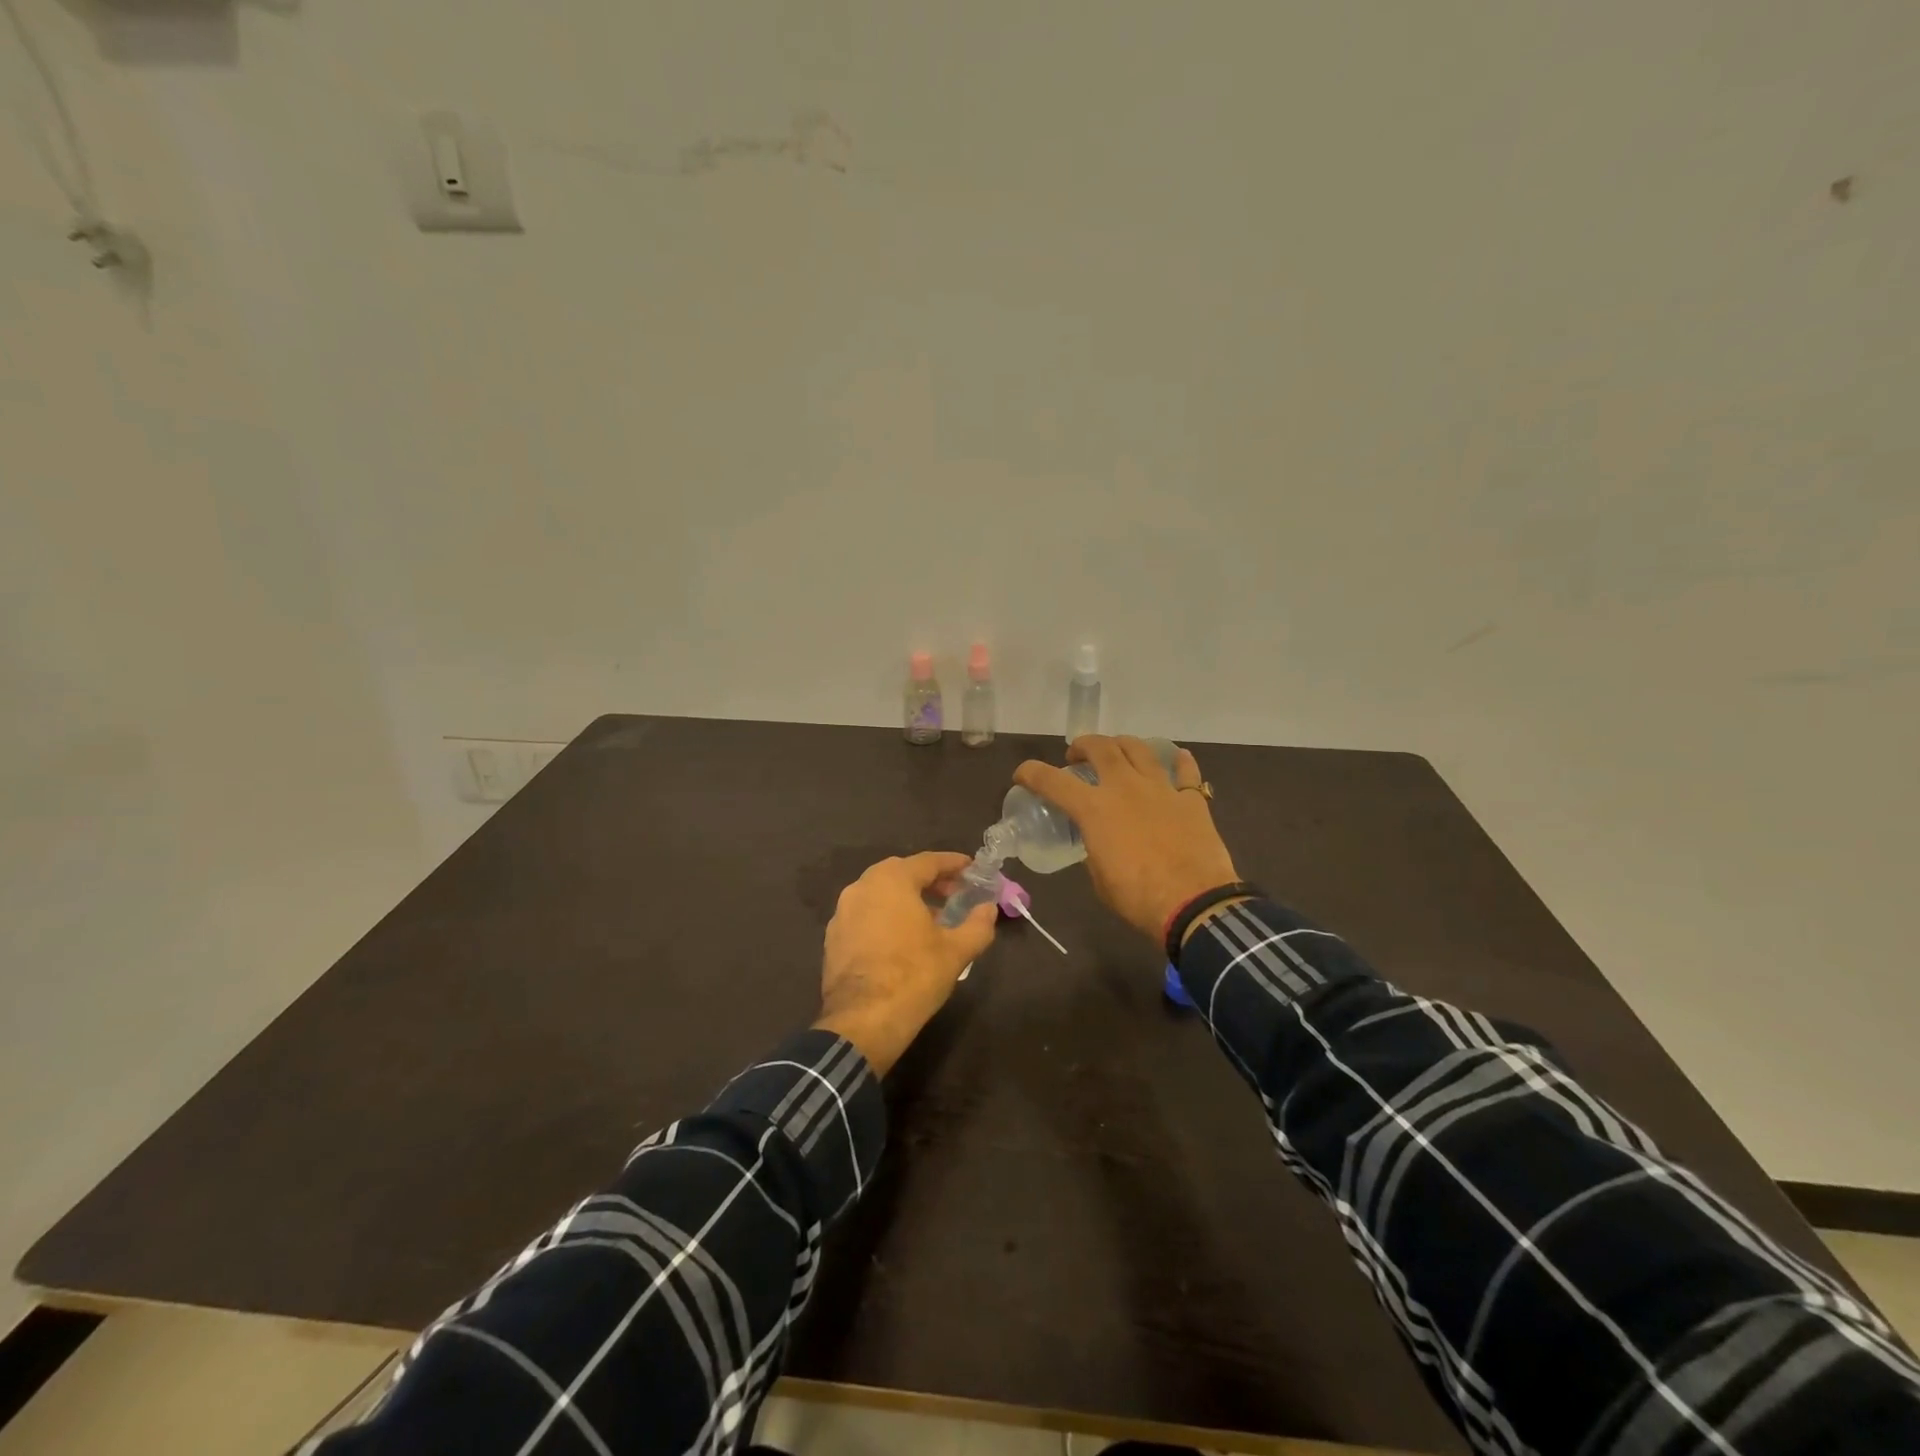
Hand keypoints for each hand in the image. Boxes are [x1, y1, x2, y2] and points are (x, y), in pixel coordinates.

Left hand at [815, 852, 997, 1074]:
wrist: (862, 1022)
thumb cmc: (914, 976)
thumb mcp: (956, 951)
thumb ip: (978, 925)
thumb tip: (989, 909)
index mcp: (891, 880)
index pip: (928, 861)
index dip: (953, 864)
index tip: (972, 868)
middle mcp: (862, 887)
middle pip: (901, 873)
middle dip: (930, 880)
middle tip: (954, 894)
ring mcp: (842, 912)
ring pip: (880, 894)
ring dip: (907, 899)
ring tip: (931, 919)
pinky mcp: (833, 938)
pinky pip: (866, 915)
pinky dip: (886, 917)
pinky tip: (902, 939)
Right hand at [1013, 736, 1239, 943]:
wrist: (1194, 904)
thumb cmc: (1137, 897)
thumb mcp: (1099, 877)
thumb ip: (1094, 849)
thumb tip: (1099, 842)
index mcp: (1095, 809)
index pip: (1052, 781)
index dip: (1031, 773)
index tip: (1022, 774)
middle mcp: (1125, 787)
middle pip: (1100, 747)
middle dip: (1082, 745)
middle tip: (1076, 756)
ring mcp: (1161, 789)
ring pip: (1140, 748)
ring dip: (1122, 744)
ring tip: (1118, 751)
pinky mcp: (1191, 799)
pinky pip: (1185, 771)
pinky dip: (1179, 762)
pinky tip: (1177, 759)